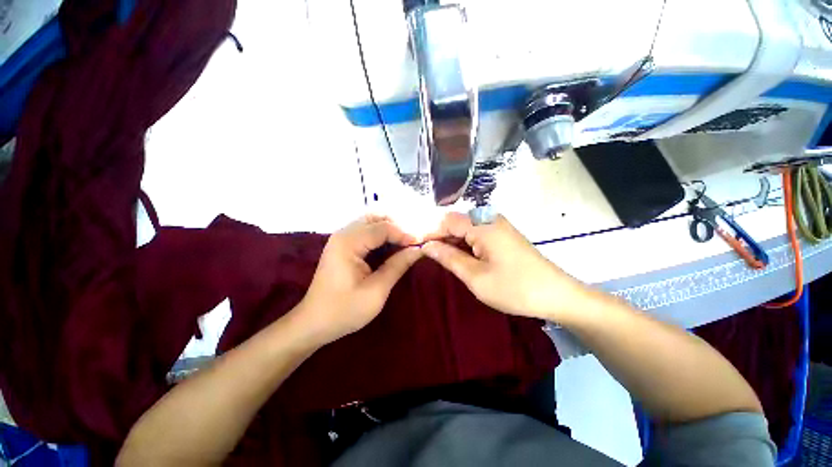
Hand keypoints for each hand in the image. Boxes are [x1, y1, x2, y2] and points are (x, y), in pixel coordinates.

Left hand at [297, 215, 422, 344]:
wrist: (314, 323)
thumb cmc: (344, 310)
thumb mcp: (376, 291)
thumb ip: (398, 266)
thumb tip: (418, 250)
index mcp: (348, 243)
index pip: (382, 227)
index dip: (404, 233)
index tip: (421, 244)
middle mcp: (343, 234)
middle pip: (375, 218)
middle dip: (397, 226)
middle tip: (413, 240)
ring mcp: (341, 238)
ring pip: (371, 222)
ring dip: (390, 228)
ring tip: (405, 242)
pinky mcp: (343, 245)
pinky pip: (366, 231)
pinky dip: (381, 235)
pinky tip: (392, 245)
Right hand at [422, 213, 585, 321]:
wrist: (557, 296)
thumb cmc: (514, 288)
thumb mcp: (475, 276)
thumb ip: (448, 257)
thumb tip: (427, 246)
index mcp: (482, 225)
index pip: (447, 221)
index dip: (431, 233)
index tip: (420, 250)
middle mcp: (490, 219)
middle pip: (457, 222)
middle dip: (442, 238)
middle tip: (433, 259)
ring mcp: (499, 225)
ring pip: (467, 228)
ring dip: (454, 242)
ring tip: (447, 262)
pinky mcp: (504, 234)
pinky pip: (478, 233)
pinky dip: (467, 244)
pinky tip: (465, 259)